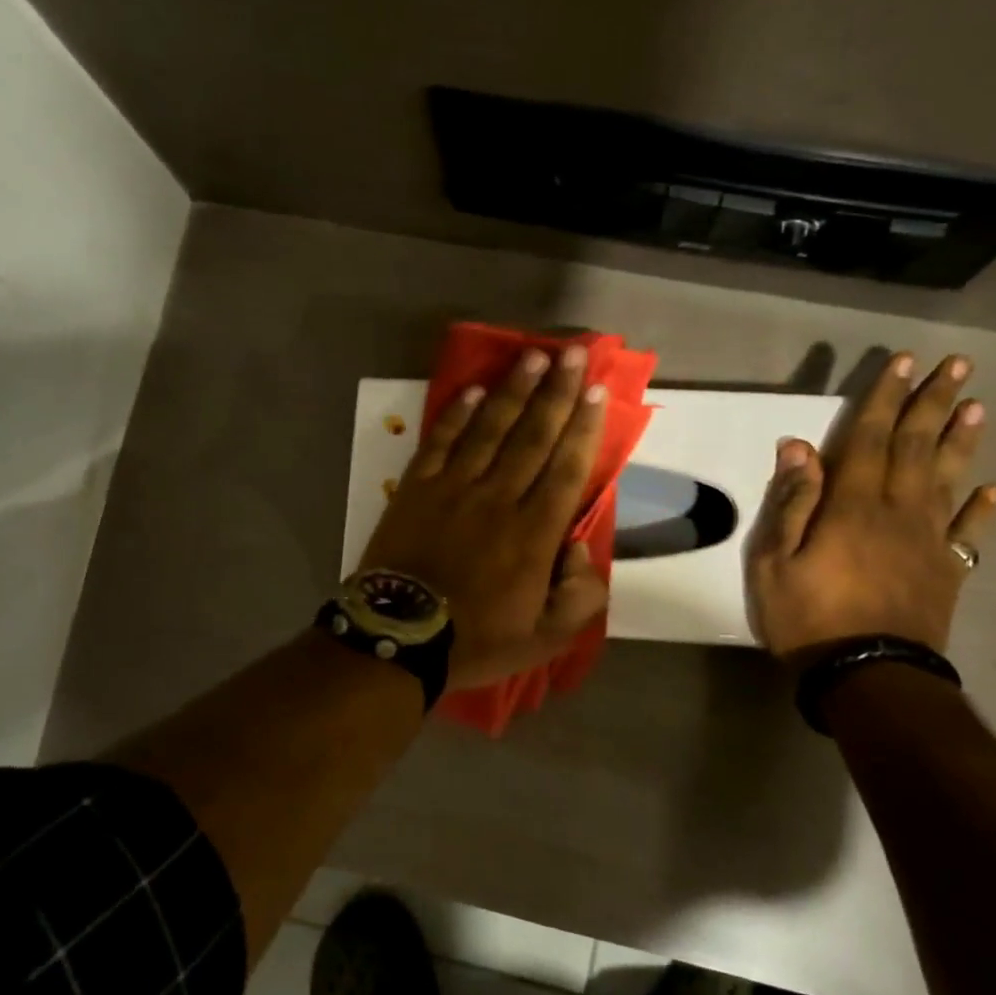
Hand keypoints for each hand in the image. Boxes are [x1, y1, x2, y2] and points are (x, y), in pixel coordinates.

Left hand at [359, 344, 610, 689]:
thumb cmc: (475, 640)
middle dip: (556, 392)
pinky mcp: (417, 488)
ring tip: (532, 356)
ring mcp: (454, 488)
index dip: (583, 427)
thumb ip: (579, 598)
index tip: (596, 392)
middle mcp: (499, 499)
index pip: (567, 469)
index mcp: (534, 534)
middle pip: (534, 436)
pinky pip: (441, 441)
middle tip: (572, 354)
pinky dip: (457, 414)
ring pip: (490, 429)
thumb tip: (582, 549)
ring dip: (514, 391)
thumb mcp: (544, 639)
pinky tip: (474, 390)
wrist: (399, 640)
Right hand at [746, 351, 995, 662]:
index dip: (884, 397)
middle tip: (958, 364)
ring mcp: (929, 541)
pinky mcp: (946, 571)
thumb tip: (798, 447)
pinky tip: (995, 490)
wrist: (869, 676)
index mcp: (853, 505)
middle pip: (917, 446)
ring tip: (979, 407)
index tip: (903, 362)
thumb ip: (791, 503)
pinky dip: (982, 509)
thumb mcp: (775, 562)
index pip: (869, 438)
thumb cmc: (809, 618)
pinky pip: (968, 533)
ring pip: (948, 479)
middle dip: (933, 402)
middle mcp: (898, 511)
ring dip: (962, 441)